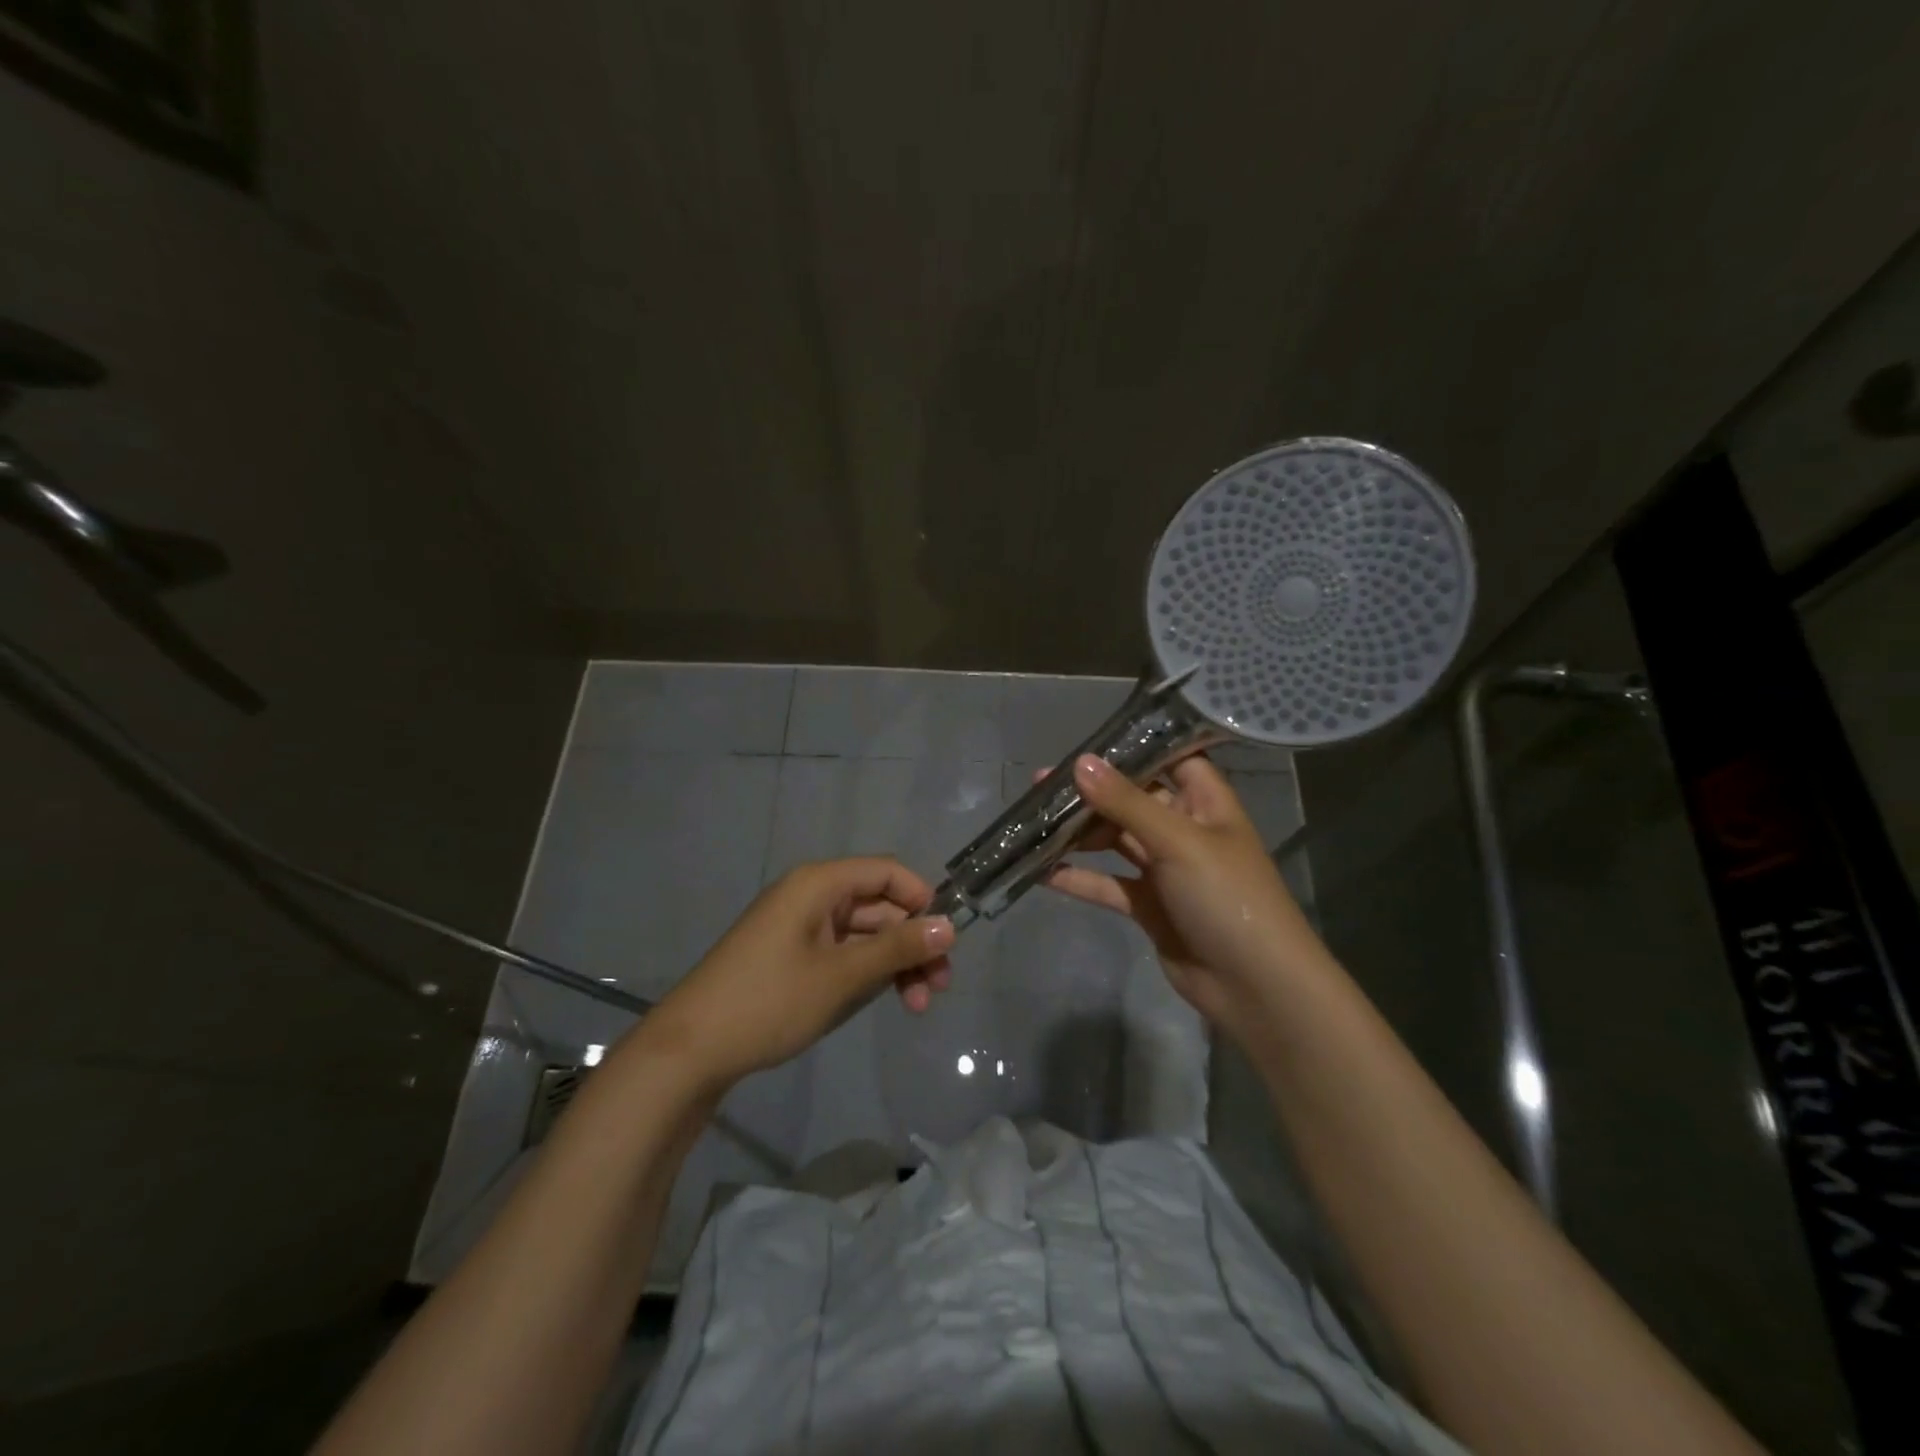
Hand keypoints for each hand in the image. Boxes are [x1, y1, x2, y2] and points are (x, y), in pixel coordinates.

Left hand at [640, 858, 954, 1090]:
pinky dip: (868, 972)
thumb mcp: (841, 976)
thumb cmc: (769, 1002)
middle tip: (939, 988)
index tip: (946, 940)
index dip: (921, 899)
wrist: (690, 1051)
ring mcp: (801, 927)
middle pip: (879, 905)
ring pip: (865, 933)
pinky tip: (886, 1000)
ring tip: (918, 1005)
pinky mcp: (793, 956)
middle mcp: (811, 896)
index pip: (886, 872)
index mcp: (818, 884)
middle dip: (912, 942)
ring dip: (895, 963)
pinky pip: (843, 952)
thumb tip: (950, 926)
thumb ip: (898, 948)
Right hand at [1043, 754, 1325, 1034]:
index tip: (1087, 738)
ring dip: (1079, 833)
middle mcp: (1184, 829)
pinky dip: (1079, 877)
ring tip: (1033, 822)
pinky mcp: (1148, 905)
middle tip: (1040, 784)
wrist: (1256, 987)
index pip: (1171, 758)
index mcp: (1205, 803)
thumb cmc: (1228, 898)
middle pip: (1132, 799)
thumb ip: (1127, 803)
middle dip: (1090, 792)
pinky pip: (1108, 883)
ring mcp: (1165, 869)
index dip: (1135, 746)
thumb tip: (1080, 762)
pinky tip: (1041, 871)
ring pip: (1115, 840)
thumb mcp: (1179, 842)